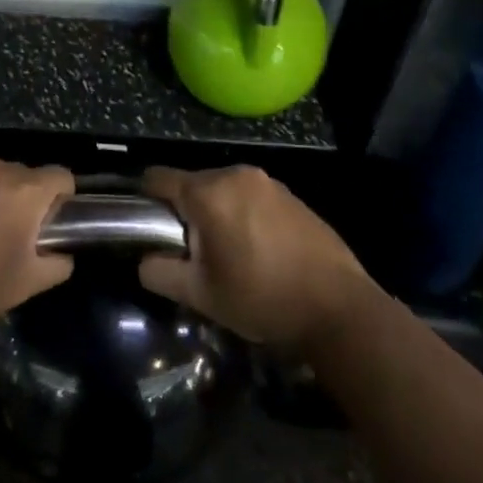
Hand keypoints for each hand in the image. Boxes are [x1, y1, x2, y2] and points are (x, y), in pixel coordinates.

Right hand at [137, 165, 375, 351]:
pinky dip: (242, 215)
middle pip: (191, 183)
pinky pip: (250, 196)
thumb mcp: (201, 295)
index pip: (157, 178)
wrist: (338, 308)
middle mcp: (236, 174)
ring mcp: (268, 182)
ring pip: (222, 190)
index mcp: (209, 192)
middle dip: (184, 212)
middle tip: (191, 253)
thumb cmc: (262, 299)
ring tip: (226, 254)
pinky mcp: (291, 194)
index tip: (146, 228)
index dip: (144, 200)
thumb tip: (144, 261)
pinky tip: (257, 250)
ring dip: (215, 213)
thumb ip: (160, 272)